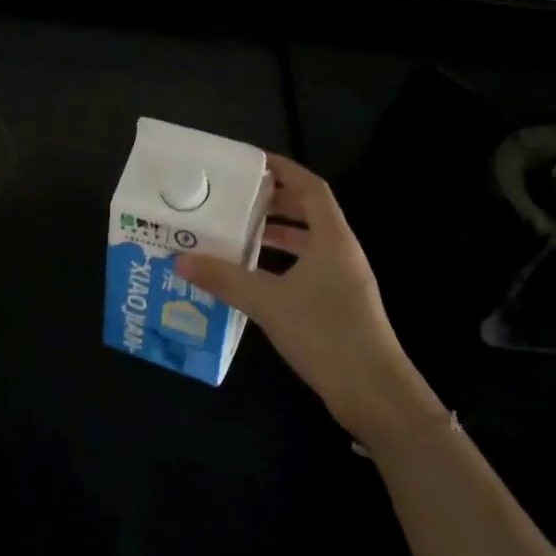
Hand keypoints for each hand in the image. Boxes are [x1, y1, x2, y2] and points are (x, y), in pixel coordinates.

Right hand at [177, 155, 443, 447]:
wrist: (374, 393)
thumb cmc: (326, 334)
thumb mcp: (268, 302)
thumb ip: (224, 279)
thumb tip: (181, 260)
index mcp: (332, 239)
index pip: (311, 187)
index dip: (283, 169)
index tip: (249, 162)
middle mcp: (341, 252)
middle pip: (309, 211)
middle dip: (274, 199)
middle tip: (235, 197)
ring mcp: (343, 280)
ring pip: (308, 241)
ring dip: (276, 232)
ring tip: (238, 232)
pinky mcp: (339, 304)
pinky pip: (307, 267)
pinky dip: (281, 262)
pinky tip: (254, 276)